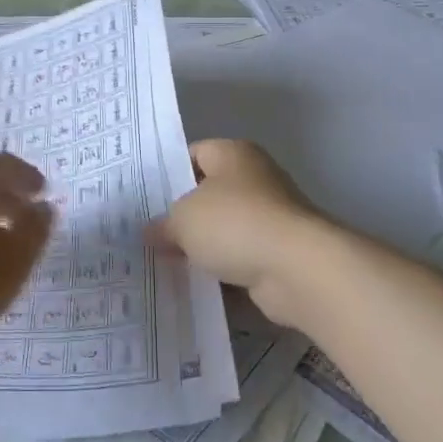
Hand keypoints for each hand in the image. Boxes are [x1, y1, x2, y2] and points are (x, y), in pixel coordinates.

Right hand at [155, 140, 335, 329]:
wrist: (298, 270)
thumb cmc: (236, 224)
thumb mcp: (184, 219)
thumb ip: (164, 224)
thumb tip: (152, 233)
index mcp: (233, 154)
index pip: (193, 154)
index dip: (168, 174)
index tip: (145, 200)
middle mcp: (255, 179)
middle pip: (209, 195)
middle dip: (184, 218)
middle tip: (150, 236)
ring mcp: (271, 218)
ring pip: (225, 232)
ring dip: (204, 249)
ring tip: (166, 265)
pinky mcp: (280, 255)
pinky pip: (241, 261)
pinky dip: (224, 274)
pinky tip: (196, 287)